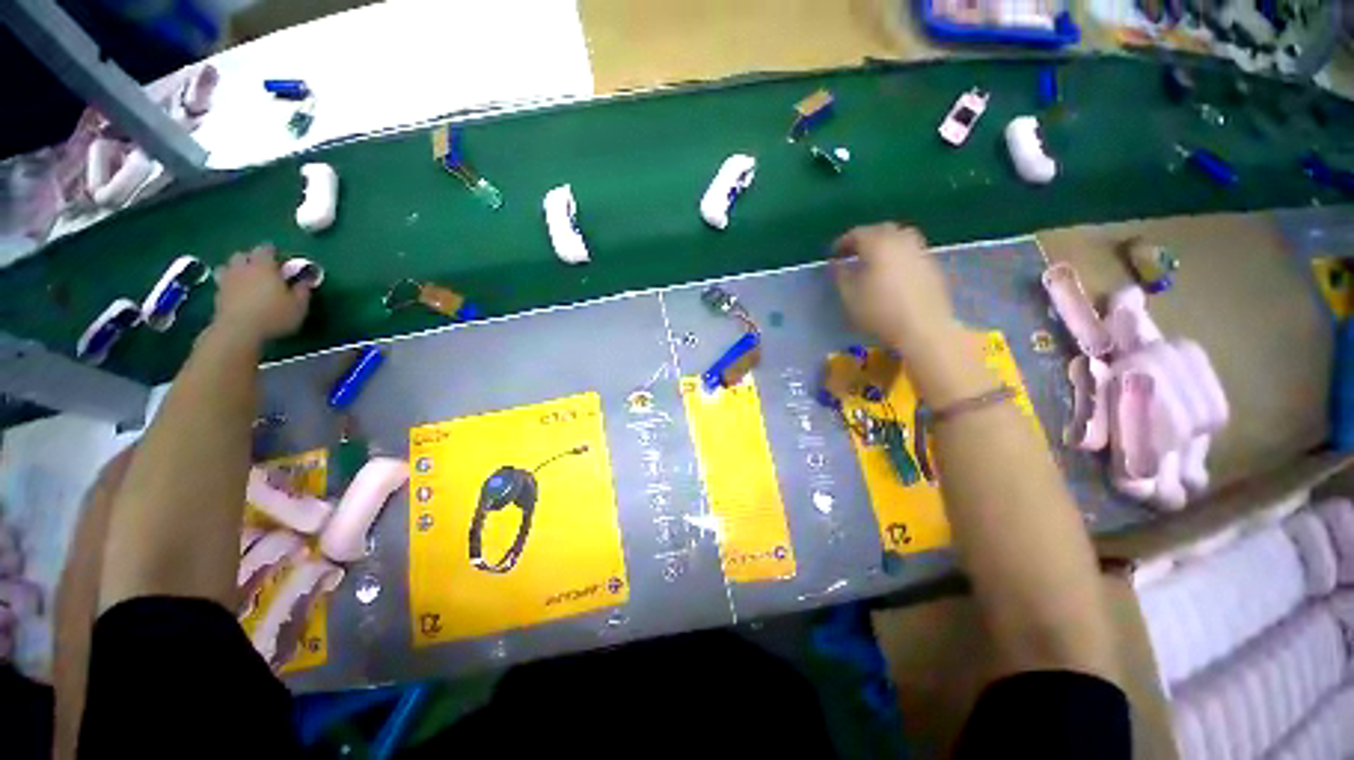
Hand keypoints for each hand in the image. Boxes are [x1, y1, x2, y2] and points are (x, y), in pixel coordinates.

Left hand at [211, 245, 310, 343]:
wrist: (239, 330)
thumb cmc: (274, 315)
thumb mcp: (298, 306)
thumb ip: (302, 291)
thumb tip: (305, 282)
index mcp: (263, 266)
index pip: (265, 249)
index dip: (272, 251)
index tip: (279, 258)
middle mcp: (242, 268)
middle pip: (242, 255)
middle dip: (250, 258)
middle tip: (261, 269)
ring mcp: (227, 281)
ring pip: (227, 267)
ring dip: (235, 270)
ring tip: (245, 279)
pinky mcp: (217, 295)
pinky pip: (222, 284)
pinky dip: (229, 285)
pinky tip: (237, 294)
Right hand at [831, 223, 959, 357]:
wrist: (923, 327)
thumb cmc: (879, 312)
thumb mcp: (850, 296)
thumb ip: (840, 276)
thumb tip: (837, 264)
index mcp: (878, 244)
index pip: (857, 233)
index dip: (843, 242)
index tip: (833, 254)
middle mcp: (901, 240)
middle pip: (881, 230)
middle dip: (865, 238)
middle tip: (852, 253)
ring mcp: (920, 250)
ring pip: (900, 236)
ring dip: (884, 242)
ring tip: (874, 258)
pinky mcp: (931, 264)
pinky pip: (911, 249)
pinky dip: (898, 253)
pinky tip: (893, 270)